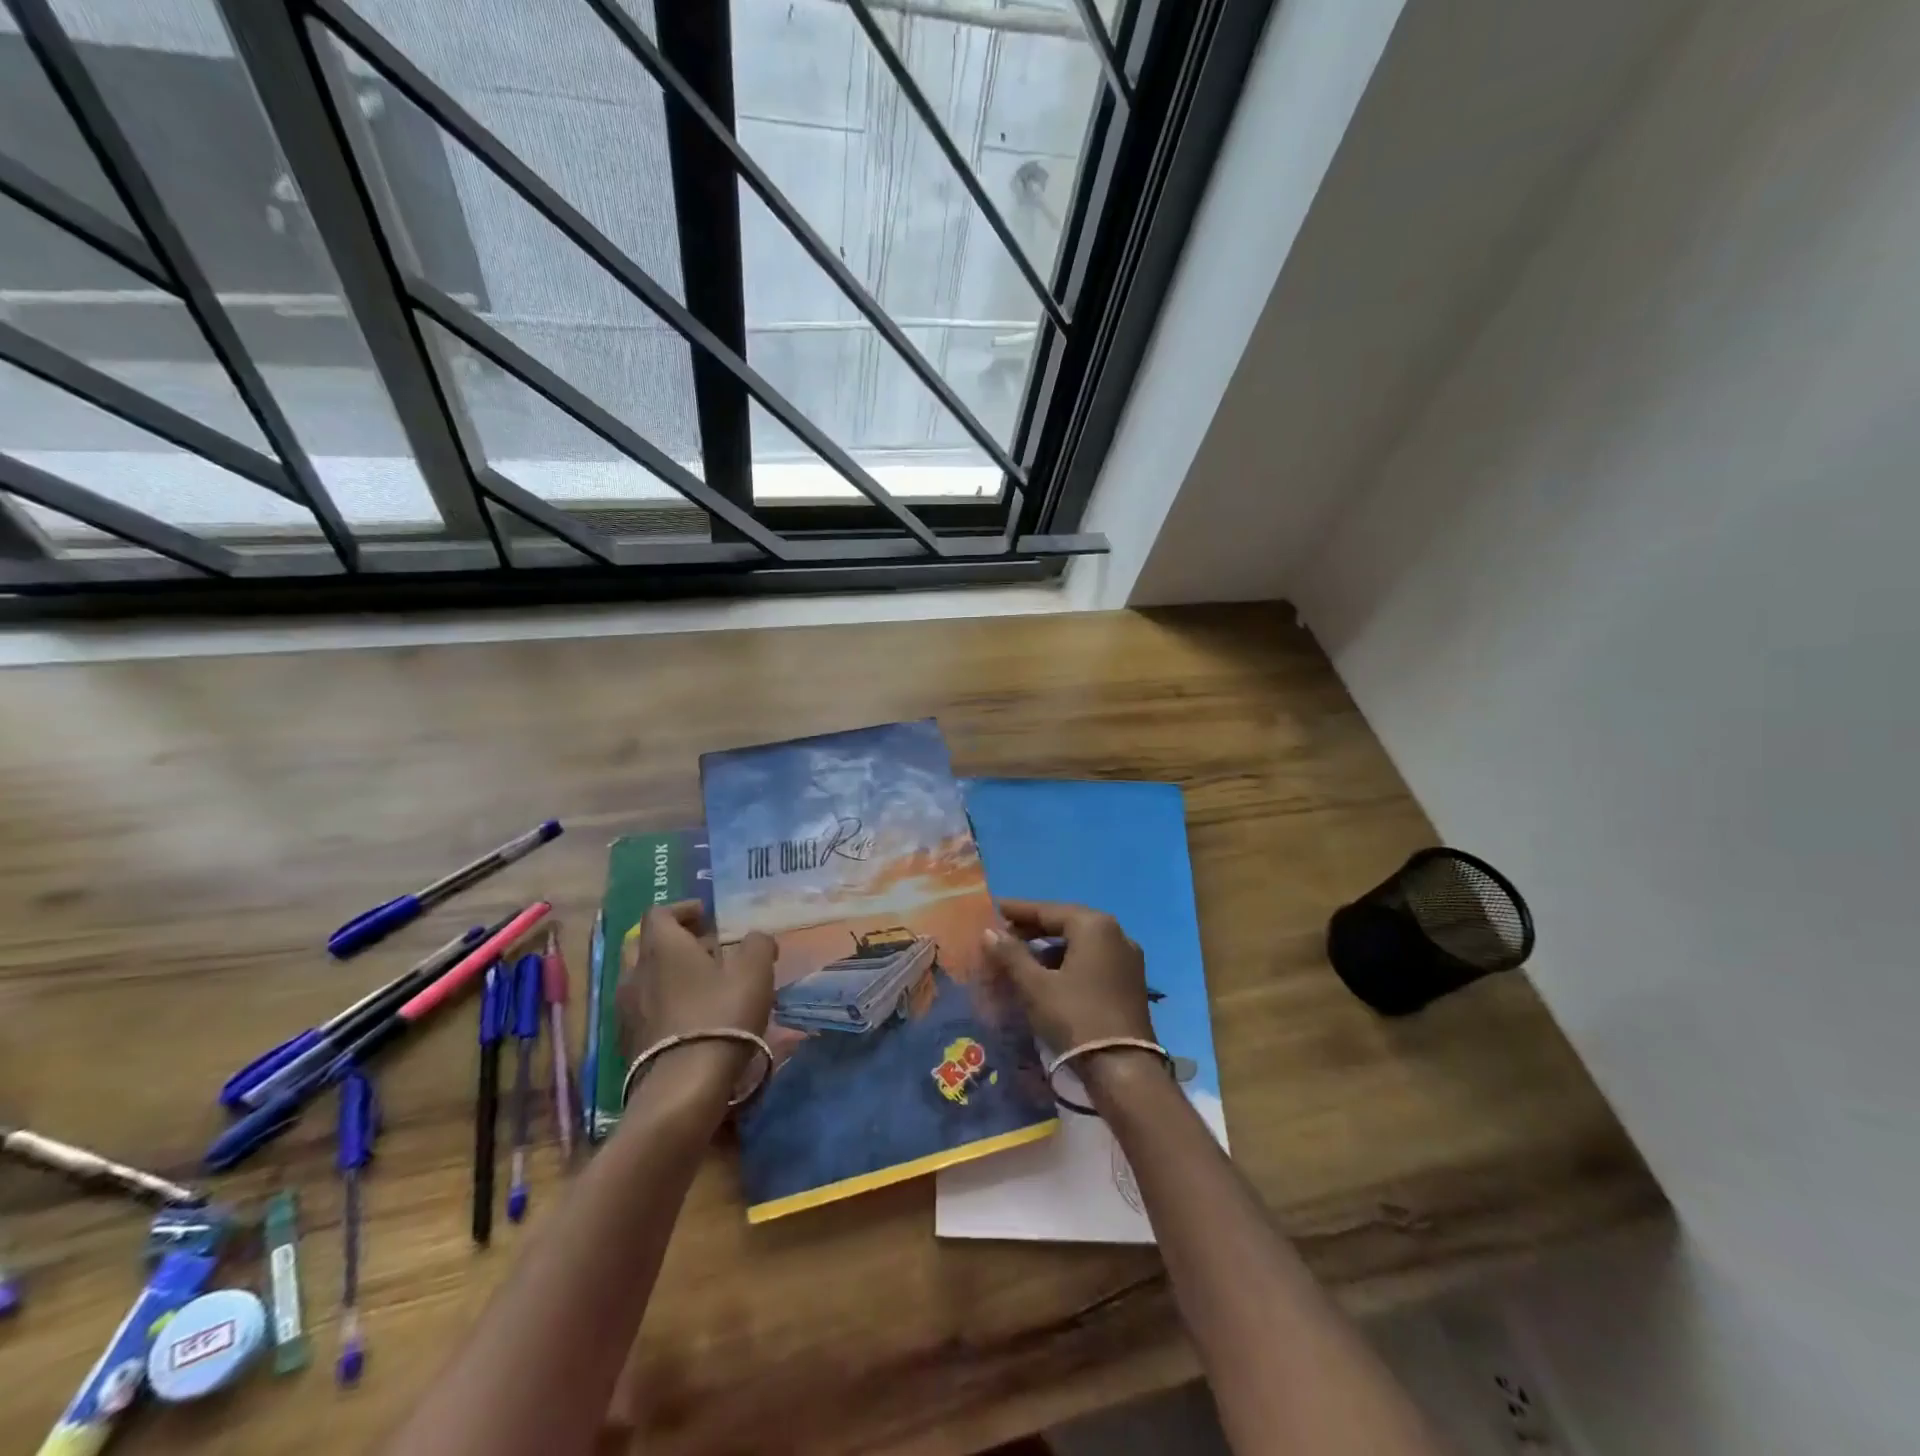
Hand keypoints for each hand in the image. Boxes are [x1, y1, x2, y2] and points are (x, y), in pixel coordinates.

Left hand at [618, 901, 775, 1096]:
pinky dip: (663, 1005)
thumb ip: (757, 944)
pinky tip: (690, 1018)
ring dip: (668, 975)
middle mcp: (635, 972)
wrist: (683, 1086)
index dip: (683, 910)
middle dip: (673, 941)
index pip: (659, 913)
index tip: (707, 917)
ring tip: (703, 986)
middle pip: (644, 944)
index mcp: (662, 946)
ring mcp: (626, 1010)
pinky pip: (643, 1010)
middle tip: (704, 949)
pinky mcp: (627, 1043)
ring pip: (643, 979)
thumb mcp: (754, 971)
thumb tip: (757, 939)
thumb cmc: (720, 1014)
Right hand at [982, 899, 1154, 1051]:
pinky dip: (1069, 962)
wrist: (1124, 1070)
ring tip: (1022, 957)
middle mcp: (1116, 933)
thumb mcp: (1036, 986)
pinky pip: (1093, 960)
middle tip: (1004, 934)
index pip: (1048, 910)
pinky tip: (1050, 976)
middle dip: (1034, 928)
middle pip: (1067, 922)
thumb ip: (1011, 954)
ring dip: (1051, 947)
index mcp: (1094, 926)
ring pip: (1081, 943)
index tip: (994, 909)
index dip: (1018, 910)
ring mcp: (1128, 958)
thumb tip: (989, 932)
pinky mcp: (1131, 982)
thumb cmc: (1076, 1018)